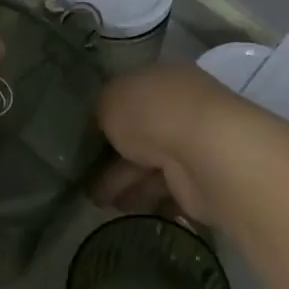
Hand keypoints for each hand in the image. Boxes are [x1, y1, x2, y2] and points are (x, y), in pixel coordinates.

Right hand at [92, 63, 242, 225]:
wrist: (204, 155)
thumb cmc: (153, 113)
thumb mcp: (110, 99)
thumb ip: (102, 110)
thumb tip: (102, 123)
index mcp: (163, 79)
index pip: (131, 95)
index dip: (107, 114)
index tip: (84, 137)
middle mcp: (180, 109)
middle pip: (139, 134)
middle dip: (111, 156)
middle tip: (84, 176)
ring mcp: (192, 147)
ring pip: (149, 165)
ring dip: (123, 182)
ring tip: (97, 201)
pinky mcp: (199, 183)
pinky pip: (163, 191)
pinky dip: (144, 200)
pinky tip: (122, 209)